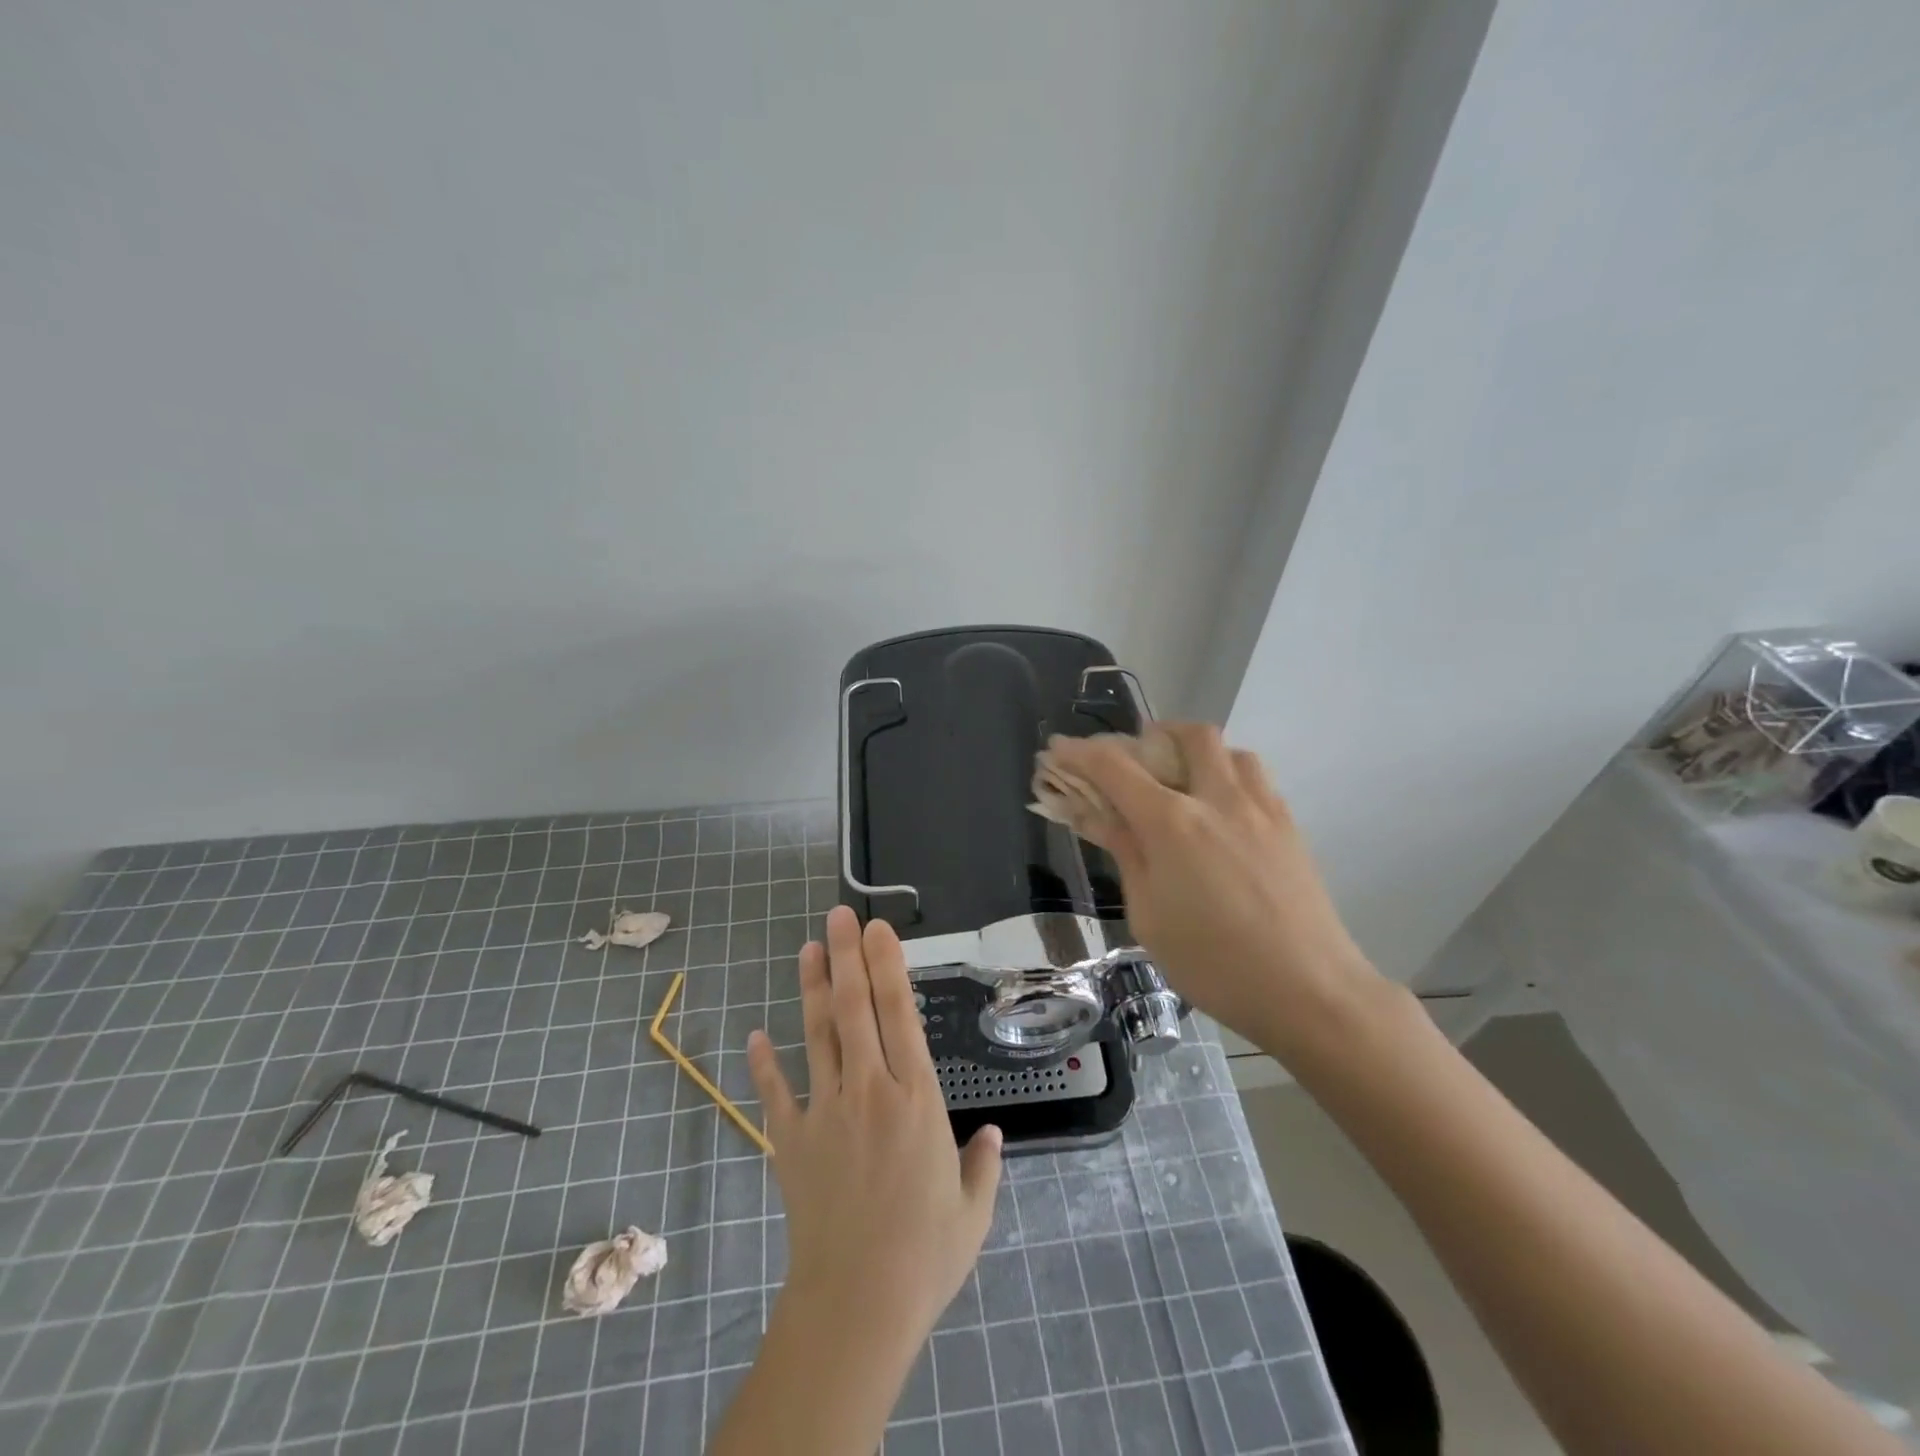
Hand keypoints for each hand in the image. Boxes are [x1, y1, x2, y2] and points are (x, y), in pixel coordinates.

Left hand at [747, 905, 1002, 1342]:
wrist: (856, 1306)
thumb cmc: (925, 1255)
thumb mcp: (972, 1210)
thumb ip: (983, 1164)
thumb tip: (992, 1135)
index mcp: (916, 1098)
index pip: (899, 1014)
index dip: (887, 965)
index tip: (877, 929)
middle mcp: (869, 1090)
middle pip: (855, 1009)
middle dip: (847, 957)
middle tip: (839, 916)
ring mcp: (824, 1112)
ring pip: (817, 1035)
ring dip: (812, 990)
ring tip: (808, 949)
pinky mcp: (790, 1142)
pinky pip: (774, 1094)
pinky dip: (763, 1064)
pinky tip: (754, 1035)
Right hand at [1044, 723, 1380, 1057]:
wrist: (1309, 991)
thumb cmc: (1213, 964)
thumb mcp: (1148, 915)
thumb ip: (1125, 853)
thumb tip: (1096, 814)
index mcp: (1172, 823)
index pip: (1113, 767)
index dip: (1079, 752)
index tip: (1057, 749)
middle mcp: (1217, 799)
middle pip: (1186, 736)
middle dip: (1150, 736)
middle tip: (1130, 761)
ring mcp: (1261, 808)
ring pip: (1228, 750)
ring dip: (1196, 752)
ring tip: (1180, 783)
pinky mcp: (1290, 826)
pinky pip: (1255, 777)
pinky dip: (1227, 775)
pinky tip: (1220, 813)